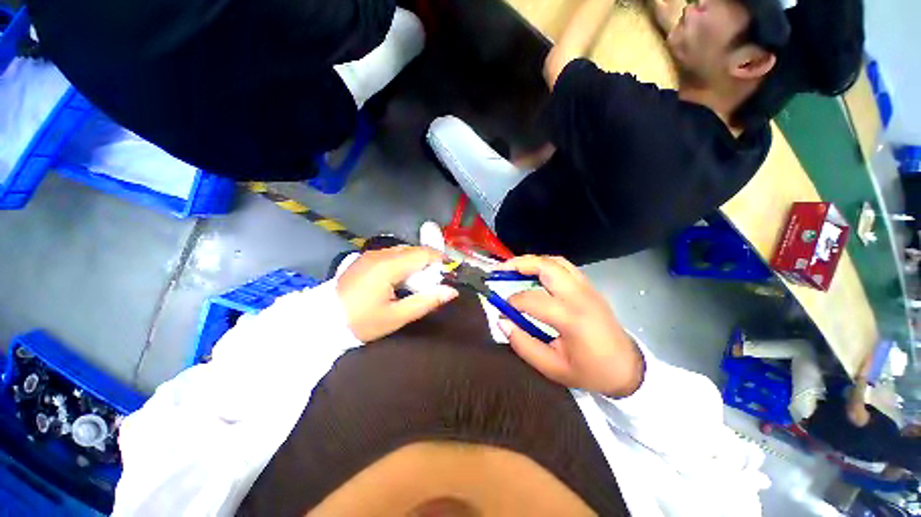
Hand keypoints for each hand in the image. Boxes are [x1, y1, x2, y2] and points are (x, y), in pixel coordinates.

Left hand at [337, 247, 458, 341]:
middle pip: (414, 251)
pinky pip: (391, 255)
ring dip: (414, 263)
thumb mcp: (396, 316)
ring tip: (416, 284)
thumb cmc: (360, 322)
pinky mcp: (364, 259)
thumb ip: (426, 301)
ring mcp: (370, 254)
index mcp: (389, 266)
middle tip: (432, 284)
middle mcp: (380, 254)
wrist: (320, 322)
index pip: (423, 253)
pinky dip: (402, 263)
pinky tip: (399, 280)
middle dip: (428, 263)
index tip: (449, 273)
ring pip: (403, 251)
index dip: (440, 260)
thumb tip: (452, 291)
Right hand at [496, 256, 644, 397]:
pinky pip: (564, 266)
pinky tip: (535, 274)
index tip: (502, 309)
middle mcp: (579, 295)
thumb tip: (502, 321)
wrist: (626, 367)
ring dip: (533, 261)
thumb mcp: (552, 367)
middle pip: (546, 266)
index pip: (532, 299)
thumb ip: (523, 344)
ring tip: (515, 268)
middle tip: (500, 270)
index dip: (512, 302)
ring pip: (556, 261)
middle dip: (520, 264)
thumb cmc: (590, 371)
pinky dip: (545, 265)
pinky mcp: (589, 286)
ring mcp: (587, 287)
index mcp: (570, 318)